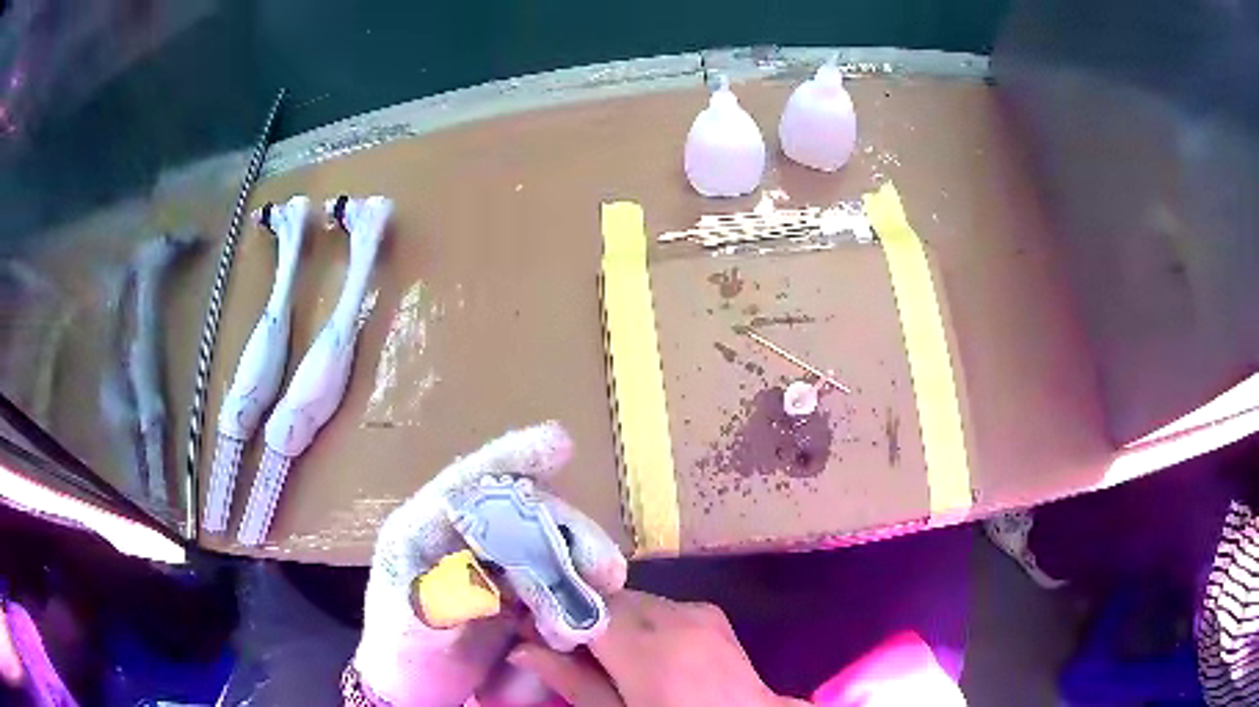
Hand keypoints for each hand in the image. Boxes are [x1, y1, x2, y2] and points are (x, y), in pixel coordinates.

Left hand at [354, 423, 627, 706]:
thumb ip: (438, 603)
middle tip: (606, 568)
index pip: (466, 485)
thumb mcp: (410, 630)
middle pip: (518, 513)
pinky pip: (548, 573)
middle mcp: (457, 536)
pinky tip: (591, 603)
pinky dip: (573, 585)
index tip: (560, 443)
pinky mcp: (510, 587)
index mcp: (421, 531)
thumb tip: (485, 584)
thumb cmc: (402, 655)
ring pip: (540, 541)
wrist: (415, 688)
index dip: (511, 459)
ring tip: (607, 586)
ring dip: (577, 561)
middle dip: (565, 531)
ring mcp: (487, 561)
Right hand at [509, 590, 807, 706]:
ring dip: (610, 617)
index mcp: (647, 644)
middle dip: (581, 614)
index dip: (551, 610)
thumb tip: (522, 649)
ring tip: (603, 651)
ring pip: (632, 599)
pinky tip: (641, 648)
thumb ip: (571, 681)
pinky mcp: (710, 612)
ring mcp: (696, 610)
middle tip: (560, 643)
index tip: (528, 626)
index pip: (582, 604)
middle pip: (607, 598)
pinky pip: (660, 605)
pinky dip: (641, 619)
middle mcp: (672, 614)